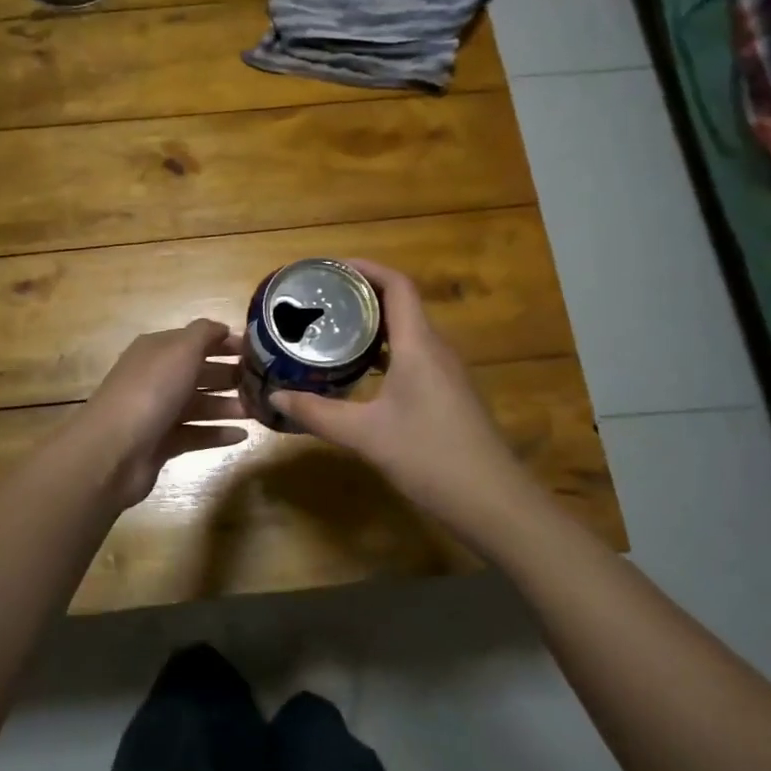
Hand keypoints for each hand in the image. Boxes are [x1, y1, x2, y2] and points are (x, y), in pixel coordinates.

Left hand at [77, 320, 246, 509]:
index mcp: (157, 350)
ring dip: (228, 406)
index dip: (224, 343)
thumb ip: (204, 334)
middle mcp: (156, 377)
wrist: (113, 450)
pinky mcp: (161, 443)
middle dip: (229, 375)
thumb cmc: (151, 391)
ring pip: (199, 405)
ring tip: (258, 411)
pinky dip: (217, 434)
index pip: (195, 340)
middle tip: (263, 382)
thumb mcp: (181, 349)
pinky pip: (195, 434)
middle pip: (198, 372)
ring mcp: (157, 412)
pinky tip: (242, 436)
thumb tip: (222, 328)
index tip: (257, 351)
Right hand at [271, 262, 530, 537]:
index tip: (330, 269)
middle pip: (401, 303)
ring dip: (373, 324)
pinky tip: (361, 372)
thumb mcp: (366, 435)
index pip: (397, 285)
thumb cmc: (430, 457)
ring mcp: (446, 372)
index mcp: (419, 345)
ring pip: (407, 331)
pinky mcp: (449, 394)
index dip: (365, 268)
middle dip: (361, 295)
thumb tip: (276, 398)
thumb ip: (319, 414)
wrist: (494, 502)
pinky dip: (385, 351)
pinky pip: (414, 355)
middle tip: (321, 300)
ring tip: (333, 329)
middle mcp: (436, 349)